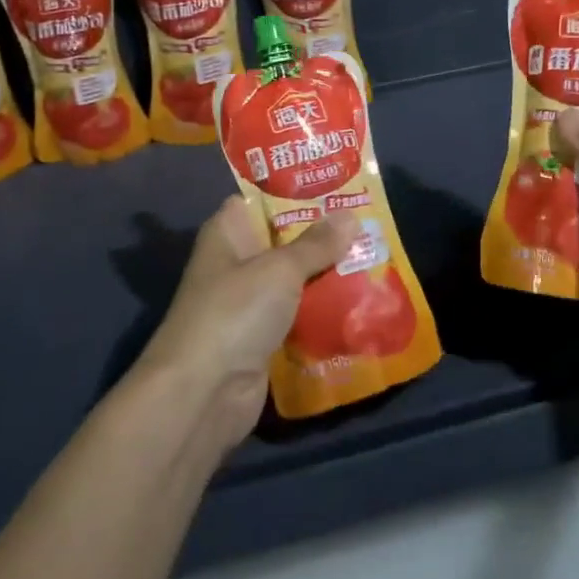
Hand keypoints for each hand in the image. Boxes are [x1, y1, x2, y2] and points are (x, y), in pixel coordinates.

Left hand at [135, 198, 358, 449]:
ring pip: (294, 280)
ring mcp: (248, 303)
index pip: (261, 199)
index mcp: (228, 232)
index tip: (338, 185)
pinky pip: (297, 315)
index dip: (296, 191)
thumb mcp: (280, 269)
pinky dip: (321, 312)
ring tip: (375, 259)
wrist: (202, 393)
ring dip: (327, 275)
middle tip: (370, 223)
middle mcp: (236, 262)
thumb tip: (350, 215)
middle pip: (283, 241)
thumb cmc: (235, 312)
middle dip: (324, 236)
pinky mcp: (261, 338)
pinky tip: (360, 304)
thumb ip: (316, 244)